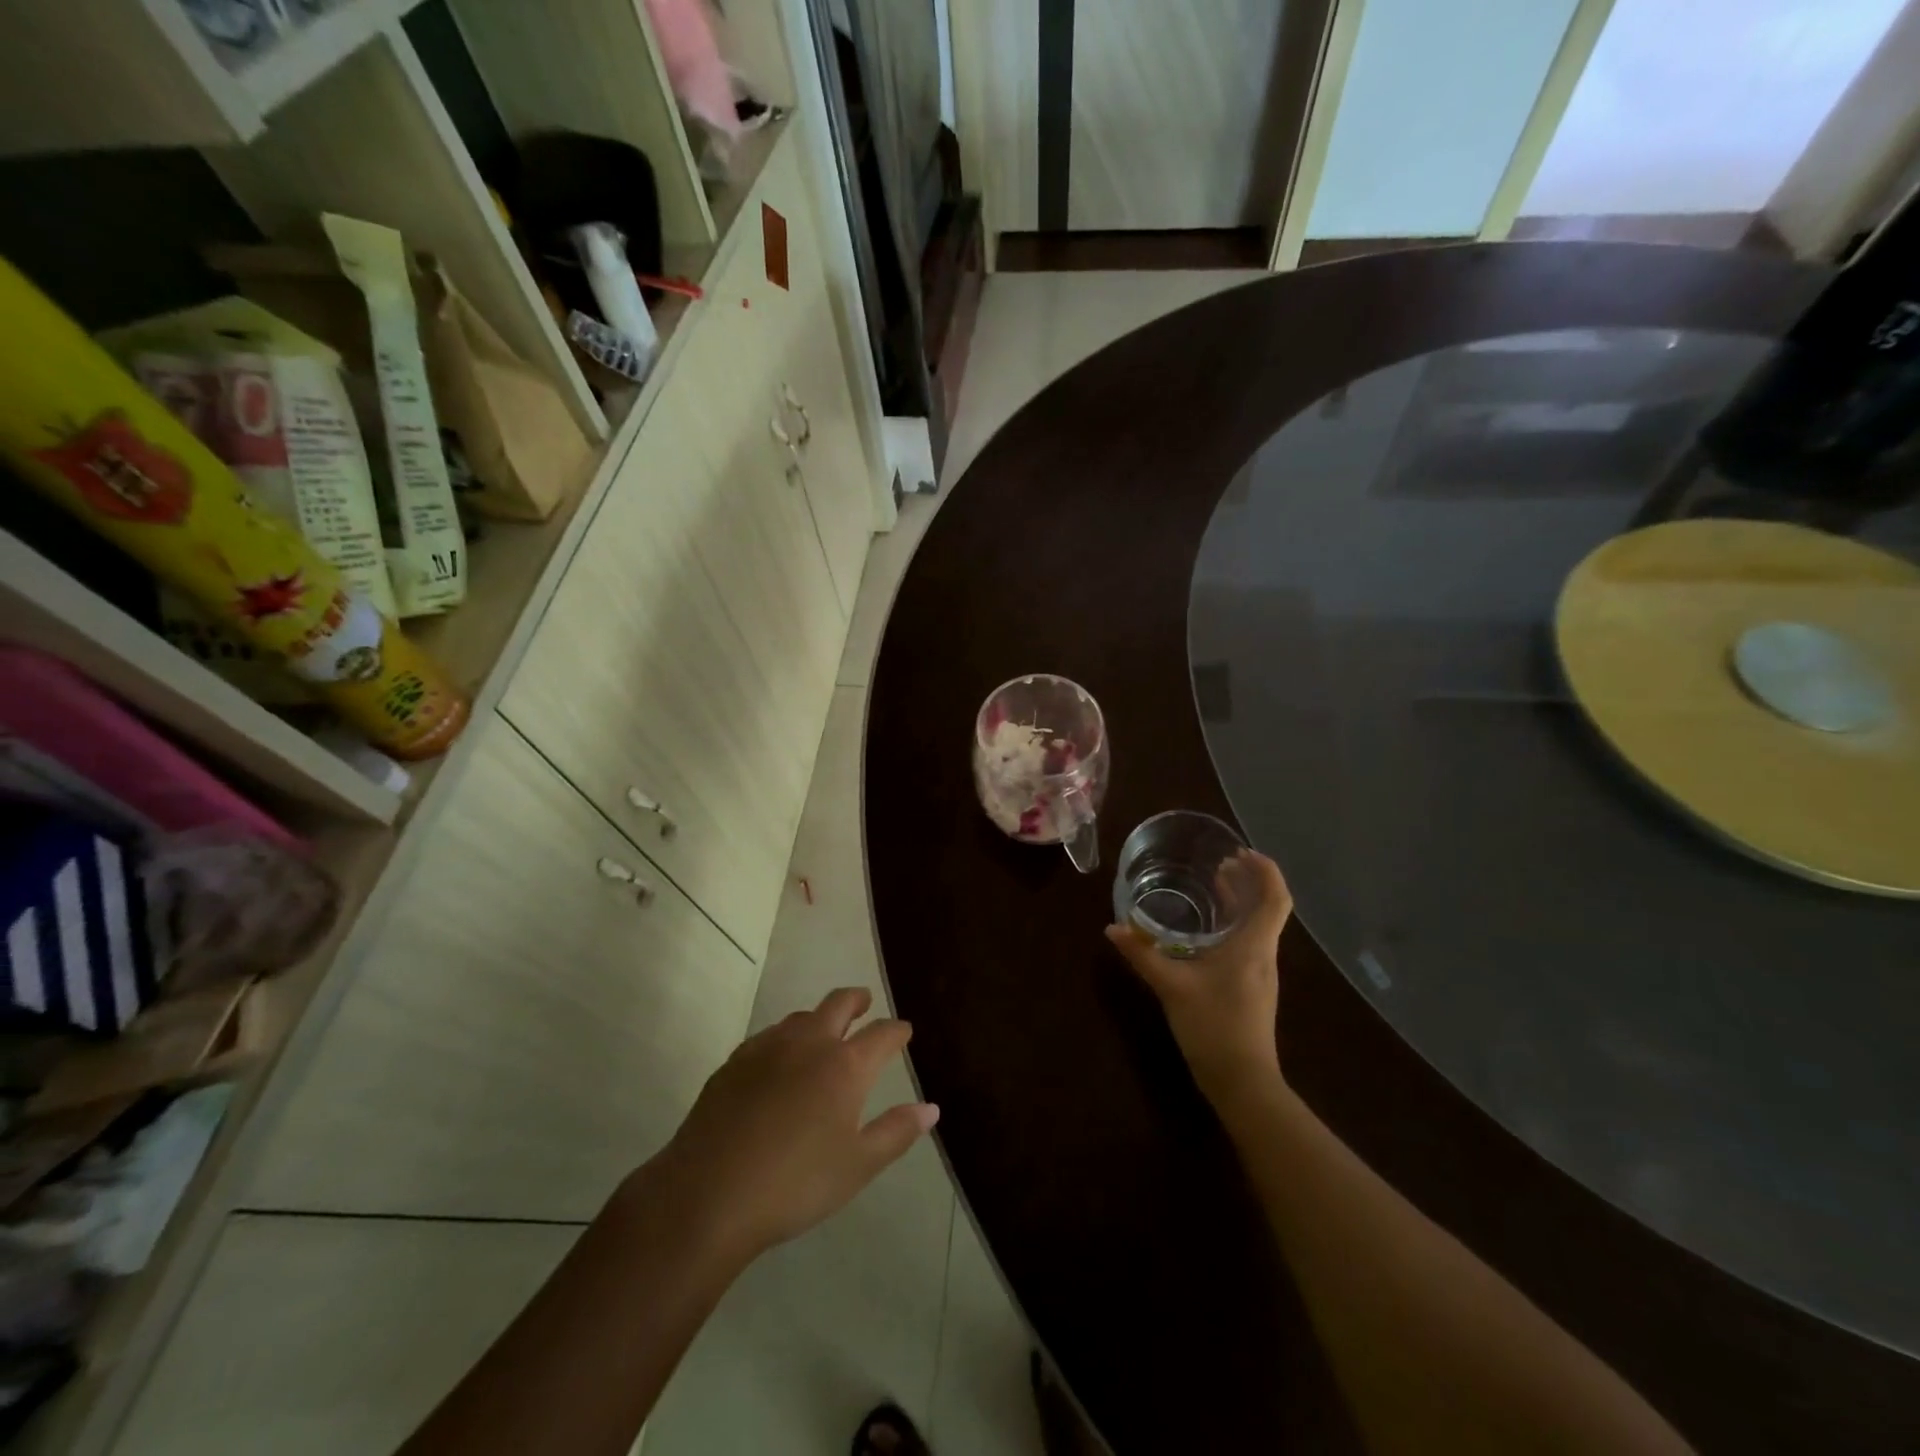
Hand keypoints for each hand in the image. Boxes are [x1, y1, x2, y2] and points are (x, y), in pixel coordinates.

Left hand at [650, 987, 938, 1259]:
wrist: (708, 1195)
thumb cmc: (794, 1185)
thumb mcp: (857, 1167)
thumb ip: (896, 1132)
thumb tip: (930, 1107)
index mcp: (845, 1066)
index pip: (882, 1034)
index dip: (897, 1031)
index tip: (904, 1031)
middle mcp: (809, 1044)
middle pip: (839, 1004)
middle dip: (857, 1000)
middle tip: (865, 1003)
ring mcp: (767, 1048)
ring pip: (801, 1017)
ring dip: (819, 1018)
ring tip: (823, 1032)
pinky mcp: (734, 1062)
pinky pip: (768, 1036)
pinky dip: (784, 1038)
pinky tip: (778, 1060)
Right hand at [1106, 850, 1292, 1108]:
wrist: (1243, 1081)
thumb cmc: (1213, 1026)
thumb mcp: (1171, 986)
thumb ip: (1142, 954)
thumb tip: (1112, 928)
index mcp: (1253, 946)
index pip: (1275, 897)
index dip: (1265, 869)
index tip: (1240, 852)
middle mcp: (1263, 954)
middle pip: (1268, 907)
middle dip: (1248, 880)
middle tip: (1220, 863)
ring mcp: (1260, 973)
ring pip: (1259, 925)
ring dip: (1241, 902)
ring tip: (1214, 887)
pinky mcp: (1252, 987)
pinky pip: (1249, 942)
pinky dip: (1235, 924)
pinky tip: (1208, 931)